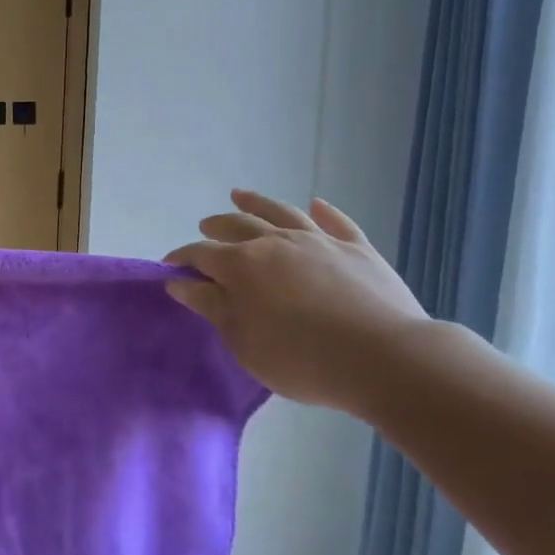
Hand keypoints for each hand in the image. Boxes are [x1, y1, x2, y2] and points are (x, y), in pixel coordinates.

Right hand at [165, 191, 426, 410]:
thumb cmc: (301, 359)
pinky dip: (323, 211)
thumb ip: (212, 308)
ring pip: (280, 213)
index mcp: (241, 266)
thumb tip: (180, 283)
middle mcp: (275, 242)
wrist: (384, 358)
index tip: (170, 266)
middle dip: (216, 226)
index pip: (201, 254)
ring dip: (257, 202)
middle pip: (237, 226)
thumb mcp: (244, 342)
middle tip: (206, 227)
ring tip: (240, 196)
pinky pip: (336, 222)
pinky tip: (316, 204)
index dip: (182, 258)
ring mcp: (318, 240)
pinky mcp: (358, 248)